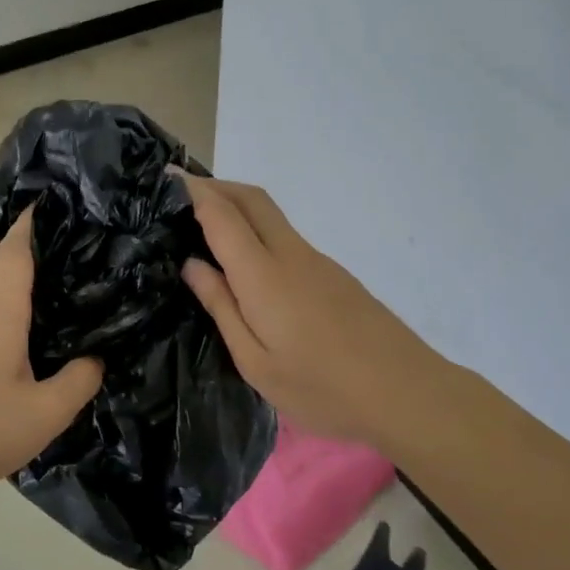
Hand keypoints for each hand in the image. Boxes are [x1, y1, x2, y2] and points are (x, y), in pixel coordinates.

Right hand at [177, 175, 450, 453]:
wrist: (406, 391)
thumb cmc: (322, 387)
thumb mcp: (256, 362)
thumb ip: (222, 307)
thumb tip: (192, 264)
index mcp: (263, 274)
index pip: (221, 214)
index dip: (192, 191)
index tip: (163, 178)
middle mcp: (290, 253)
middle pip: (251, 198)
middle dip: (215, 185)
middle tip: (180, 195)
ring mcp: (316, 260)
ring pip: (270, 214)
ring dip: (236, 205)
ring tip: (203, 225)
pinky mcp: (333, 273)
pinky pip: (284, 235)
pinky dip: (255, 228)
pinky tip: (245, 260)